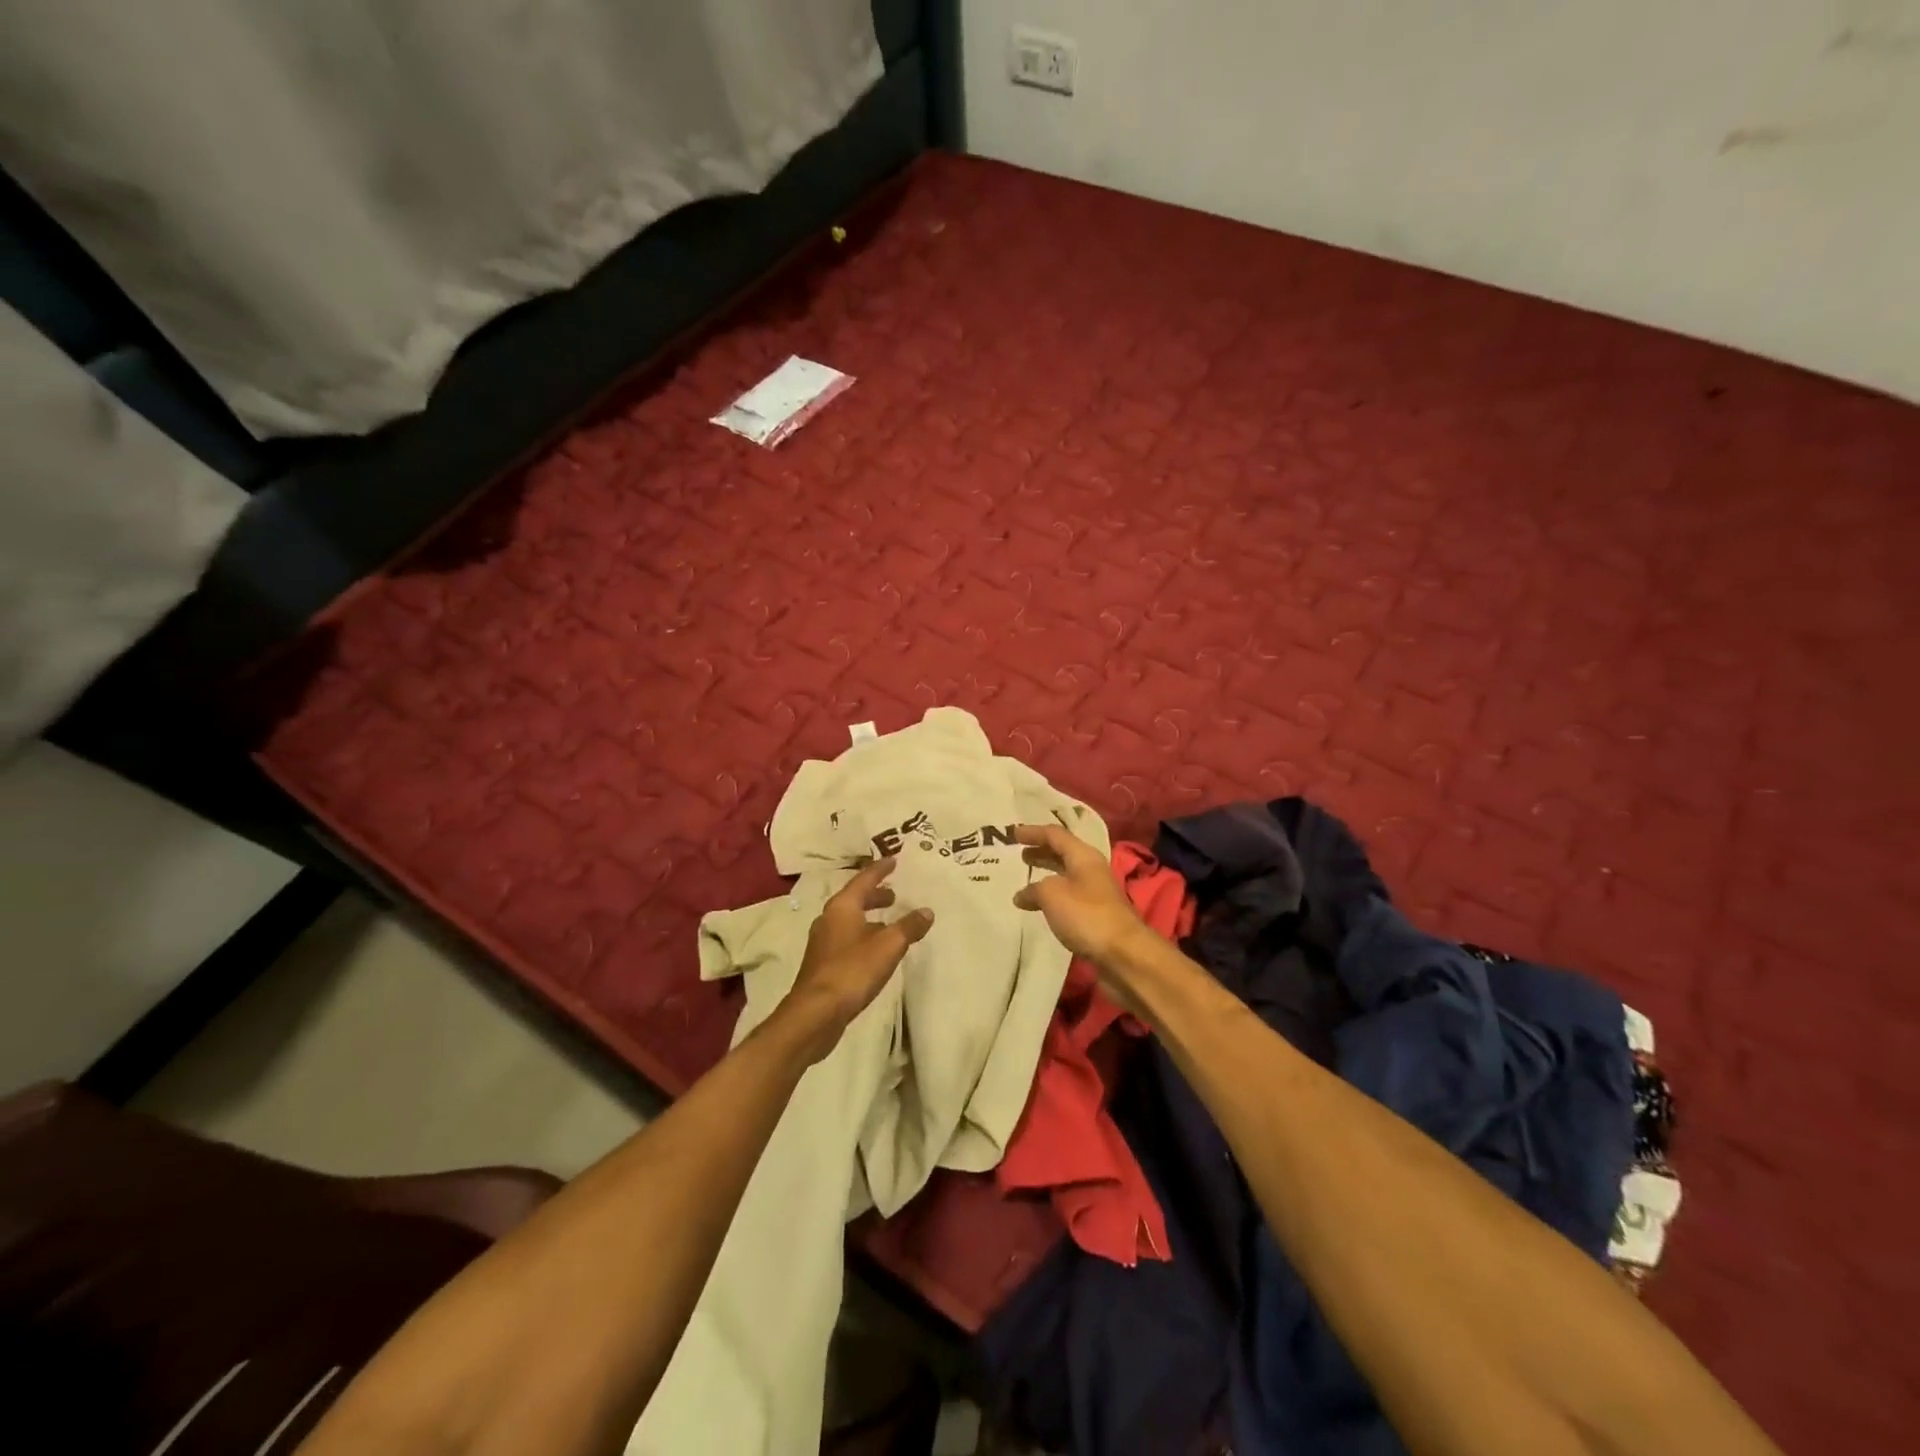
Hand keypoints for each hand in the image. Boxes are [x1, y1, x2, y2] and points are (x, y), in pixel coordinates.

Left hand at [778, 858, 933, 1062]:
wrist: (816, 1013)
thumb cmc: (852, 971)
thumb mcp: (888, 946)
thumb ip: (908, 927)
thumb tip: (926, 911)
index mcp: (842, 907)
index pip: (864, 879)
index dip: (881, 869)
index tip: (894, 860)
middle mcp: (829, 919)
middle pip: (854, 899)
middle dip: (875, 895)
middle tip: (894, 894)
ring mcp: (823, 942)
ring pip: (850, 920)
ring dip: (869, 917)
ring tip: (889, 922)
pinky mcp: (823, 964)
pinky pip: (847, 939)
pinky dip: (863, 935)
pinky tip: (875, 950)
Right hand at [1011, 824, 1151, 968]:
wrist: (1123, 953)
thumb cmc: (1086, 915)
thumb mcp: (1052, 895)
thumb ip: (1034, 889)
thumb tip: (1021, 896)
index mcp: (1083, 856)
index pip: (1055, 835)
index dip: (1033, 832)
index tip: (1013, 833)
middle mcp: (1091, 869)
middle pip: (1063, 852)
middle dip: (1041, 851)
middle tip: (1020, 854)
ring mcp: (1096, 891)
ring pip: (1066, 874)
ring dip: (1046, 872)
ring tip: (1027, 876)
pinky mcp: (1096, 913)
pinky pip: (1069, 894)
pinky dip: (1052, 894)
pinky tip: (1040, 905)